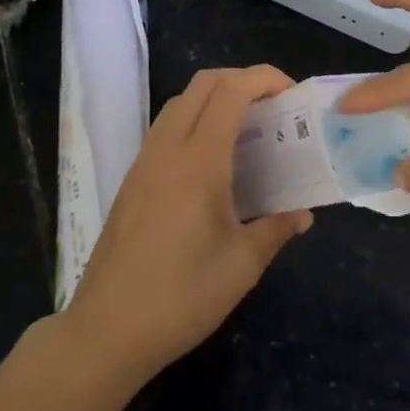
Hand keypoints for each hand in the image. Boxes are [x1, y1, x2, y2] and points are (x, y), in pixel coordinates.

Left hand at [66, 65, 312, 381]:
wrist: (106, 331)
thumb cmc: (181, 297)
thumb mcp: (242, 266)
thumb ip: (277, 228)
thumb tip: (302, 213)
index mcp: (199, 161)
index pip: (231, 92)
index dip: (264, 78)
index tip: (292, 94)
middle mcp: (168, 149)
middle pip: (203, 84)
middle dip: (243, 80)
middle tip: (274, 107)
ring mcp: (145, 161)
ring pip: (181, 102)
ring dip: (216, 98)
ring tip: (248, 129)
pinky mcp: (132, 179)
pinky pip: (166, 126)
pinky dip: (195, 120)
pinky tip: (213, 161)